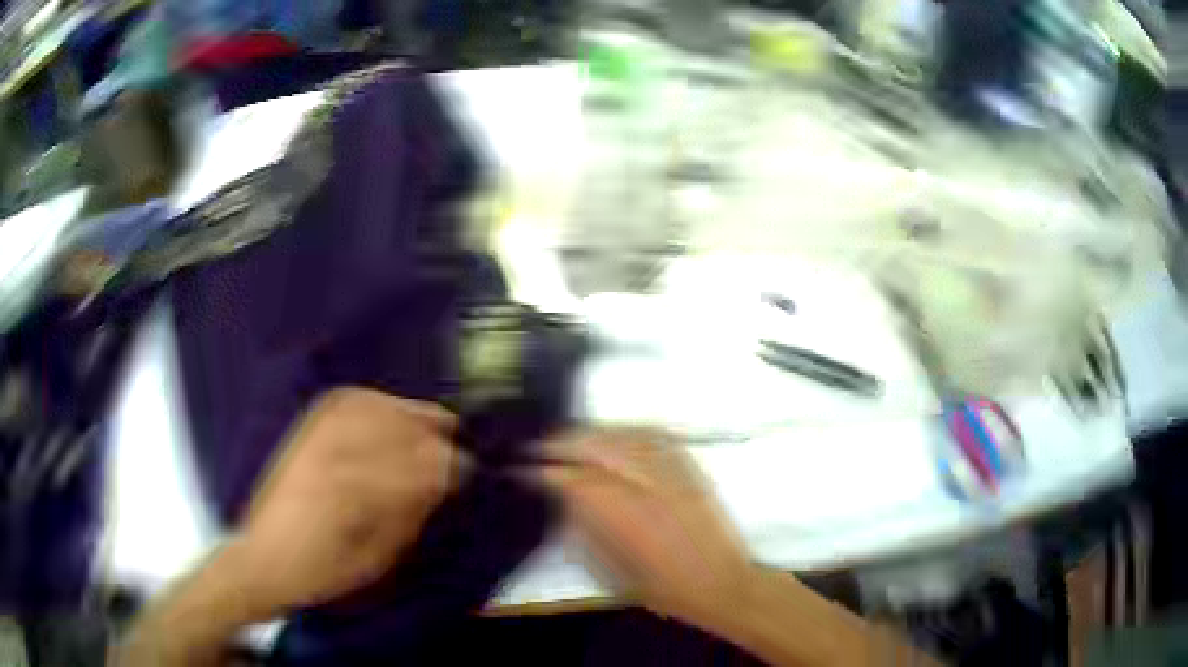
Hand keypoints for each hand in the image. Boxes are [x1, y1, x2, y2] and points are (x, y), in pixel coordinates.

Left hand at [223, 387, 461, 614]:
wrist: (263, 560)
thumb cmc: (322, 572)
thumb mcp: (375, 560)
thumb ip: (410, 518)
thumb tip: (441, 487)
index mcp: (356, 493)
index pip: (419, 466)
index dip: (453, 466)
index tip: (473, 473)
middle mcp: (336, 453)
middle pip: (401, 429)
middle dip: (437, 438)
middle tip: (459, 449)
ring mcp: (317, 436)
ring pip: (377, 407)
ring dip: (411, 414)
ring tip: (434, 425)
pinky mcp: (305, 431)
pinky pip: (346, 400)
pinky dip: (375, 400)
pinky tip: (390, 409)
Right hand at [534, 427, 751, 625]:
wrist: (721, 582)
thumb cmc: (662, 587)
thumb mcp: (611, 570)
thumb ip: (584, 530)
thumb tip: (563, 500)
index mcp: (621, 515)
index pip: (571, 480)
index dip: (543, 472)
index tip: (522, 469)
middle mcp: (645, 485)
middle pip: (595, 447)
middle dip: (562, 443)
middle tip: (538, 447)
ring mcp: (671, 472)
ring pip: (623, 436)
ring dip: (591, 433)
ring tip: (569, 436)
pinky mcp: (690, 468)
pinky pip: (654, 436)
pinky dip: (628, 430)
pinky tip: (614, 433)